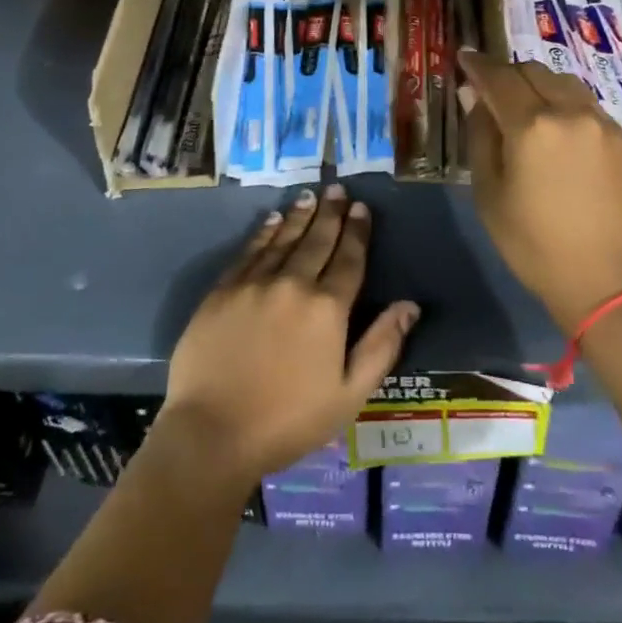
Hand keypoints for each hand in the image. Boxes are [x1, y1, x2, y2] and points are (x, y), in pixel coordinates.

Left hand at [162, 185, 418, 487]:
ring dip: (300, 215)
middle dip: (331, 213)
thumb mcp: (349, 394)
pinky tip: (273, 220)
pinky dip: (264, 232)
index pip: (348, 258)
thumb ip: (382, 346)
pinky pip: (250, 251)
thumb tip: (410, 305)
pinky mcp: (223, 290)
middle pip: (317, 240)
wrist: (211, 434)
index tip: (361, 208)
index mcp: (327, 308)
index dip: (357, 232)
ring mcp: (254, 284)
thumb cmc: (288, 421)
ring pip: (283, 239)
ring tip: (311, 195)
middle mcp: (293, 284)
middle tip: (338, 189)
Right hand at [460, 49, 621, 328]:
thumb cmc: (534, 244)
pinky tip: (562, 133)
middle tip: (494, 91)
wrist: (607, 281)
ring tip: (529, 108)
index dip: (477, 65)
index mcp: (531, 126)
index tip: (464, 58)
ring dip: (541, 86)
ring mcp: (603, 123)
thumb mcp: (490, 194)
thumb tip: (474, 96)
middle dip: (509, 74)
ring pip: (565, 83)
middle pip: (533, 71)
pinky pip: (589, 106)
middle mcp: (570, 112)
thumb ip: (480, 136)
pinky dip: (567, 106)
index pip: (498, 77)